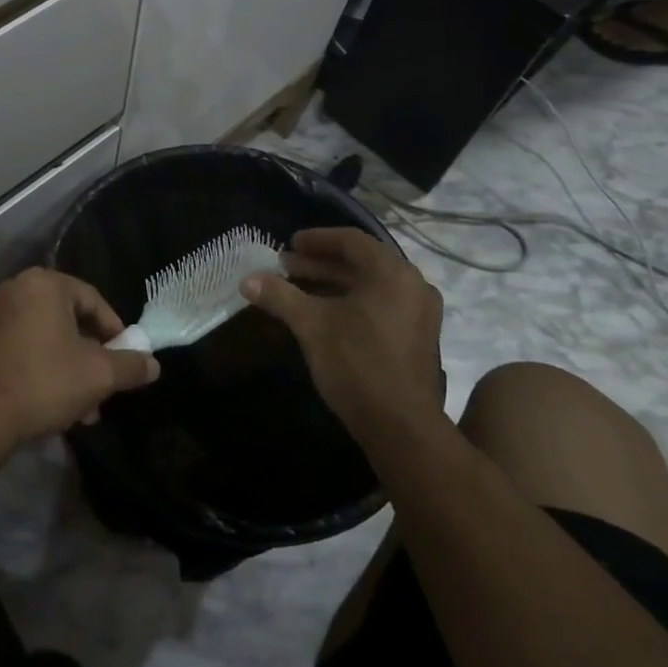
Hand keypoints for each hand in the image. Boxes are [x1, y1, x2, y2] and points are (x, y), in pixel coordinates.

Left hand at [0, 269, 160, 444]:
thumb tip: (154, 364)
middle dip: (93, 356)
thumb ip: (130, 365)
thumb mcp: (99, 375)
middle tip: (107, 386)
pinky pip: (28, 347)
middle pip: (70, 319)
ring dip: (72, 369)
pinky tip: (58, 406)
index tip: (127, 358)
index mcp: (46, 284)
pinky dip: (46, 369)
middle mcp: (19, 289)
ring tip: (86, 408)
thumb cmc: (45, 382)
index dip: (116, 331)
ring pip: (50, 338)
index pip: (93, 300)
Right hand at [240, 228, 444, 434]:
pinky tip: (325, 313)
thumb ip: (280, 296)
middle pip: (362, 262)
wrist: (401, 427)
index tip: (289, 244)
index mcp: (392, 273)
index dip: (317, 239)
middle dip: (321, 263)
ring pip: (371, 285)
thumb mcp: (312, 325)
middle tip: (287, 266)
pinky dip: (352, 301)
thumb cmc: (357, 364)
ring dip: (334, 282)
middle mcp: (413, 285)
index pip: (351, 240)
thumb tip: (246, 280)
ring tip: (299, 288)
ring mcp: (420, 313)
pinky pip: (381, 304)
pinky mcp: (418, 337)